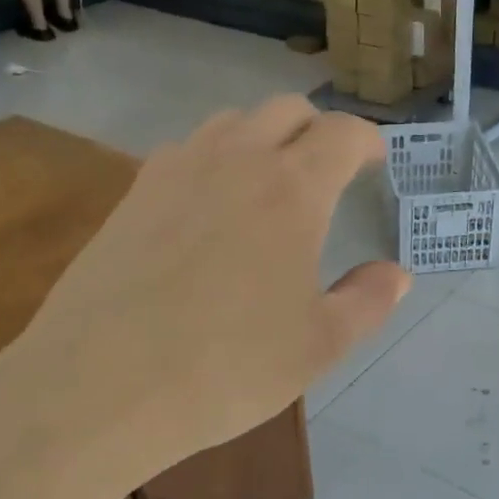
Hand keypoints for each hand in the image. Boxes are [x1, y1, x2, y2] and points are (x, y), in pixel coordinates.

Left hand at [2, 96, 408, 486]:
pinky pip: (185, 152)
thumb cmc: (227, 369)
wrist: (101, 387)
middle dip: (317, 132)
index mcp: (291, 190)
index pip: (341, 133)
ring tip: (269, 186)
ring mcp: (174, 171)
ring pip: (231, 124)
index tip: (375, 164)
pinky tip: (209, 209)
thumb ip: (367, 301)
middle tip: (328, 175)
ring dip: (262, 139)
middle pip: (285, 111)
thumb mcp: (319, 346)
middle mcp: (234, 160)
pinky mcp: (132, 194)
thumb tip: (396, 274)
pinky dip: (213, 161)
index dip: (367, 142)